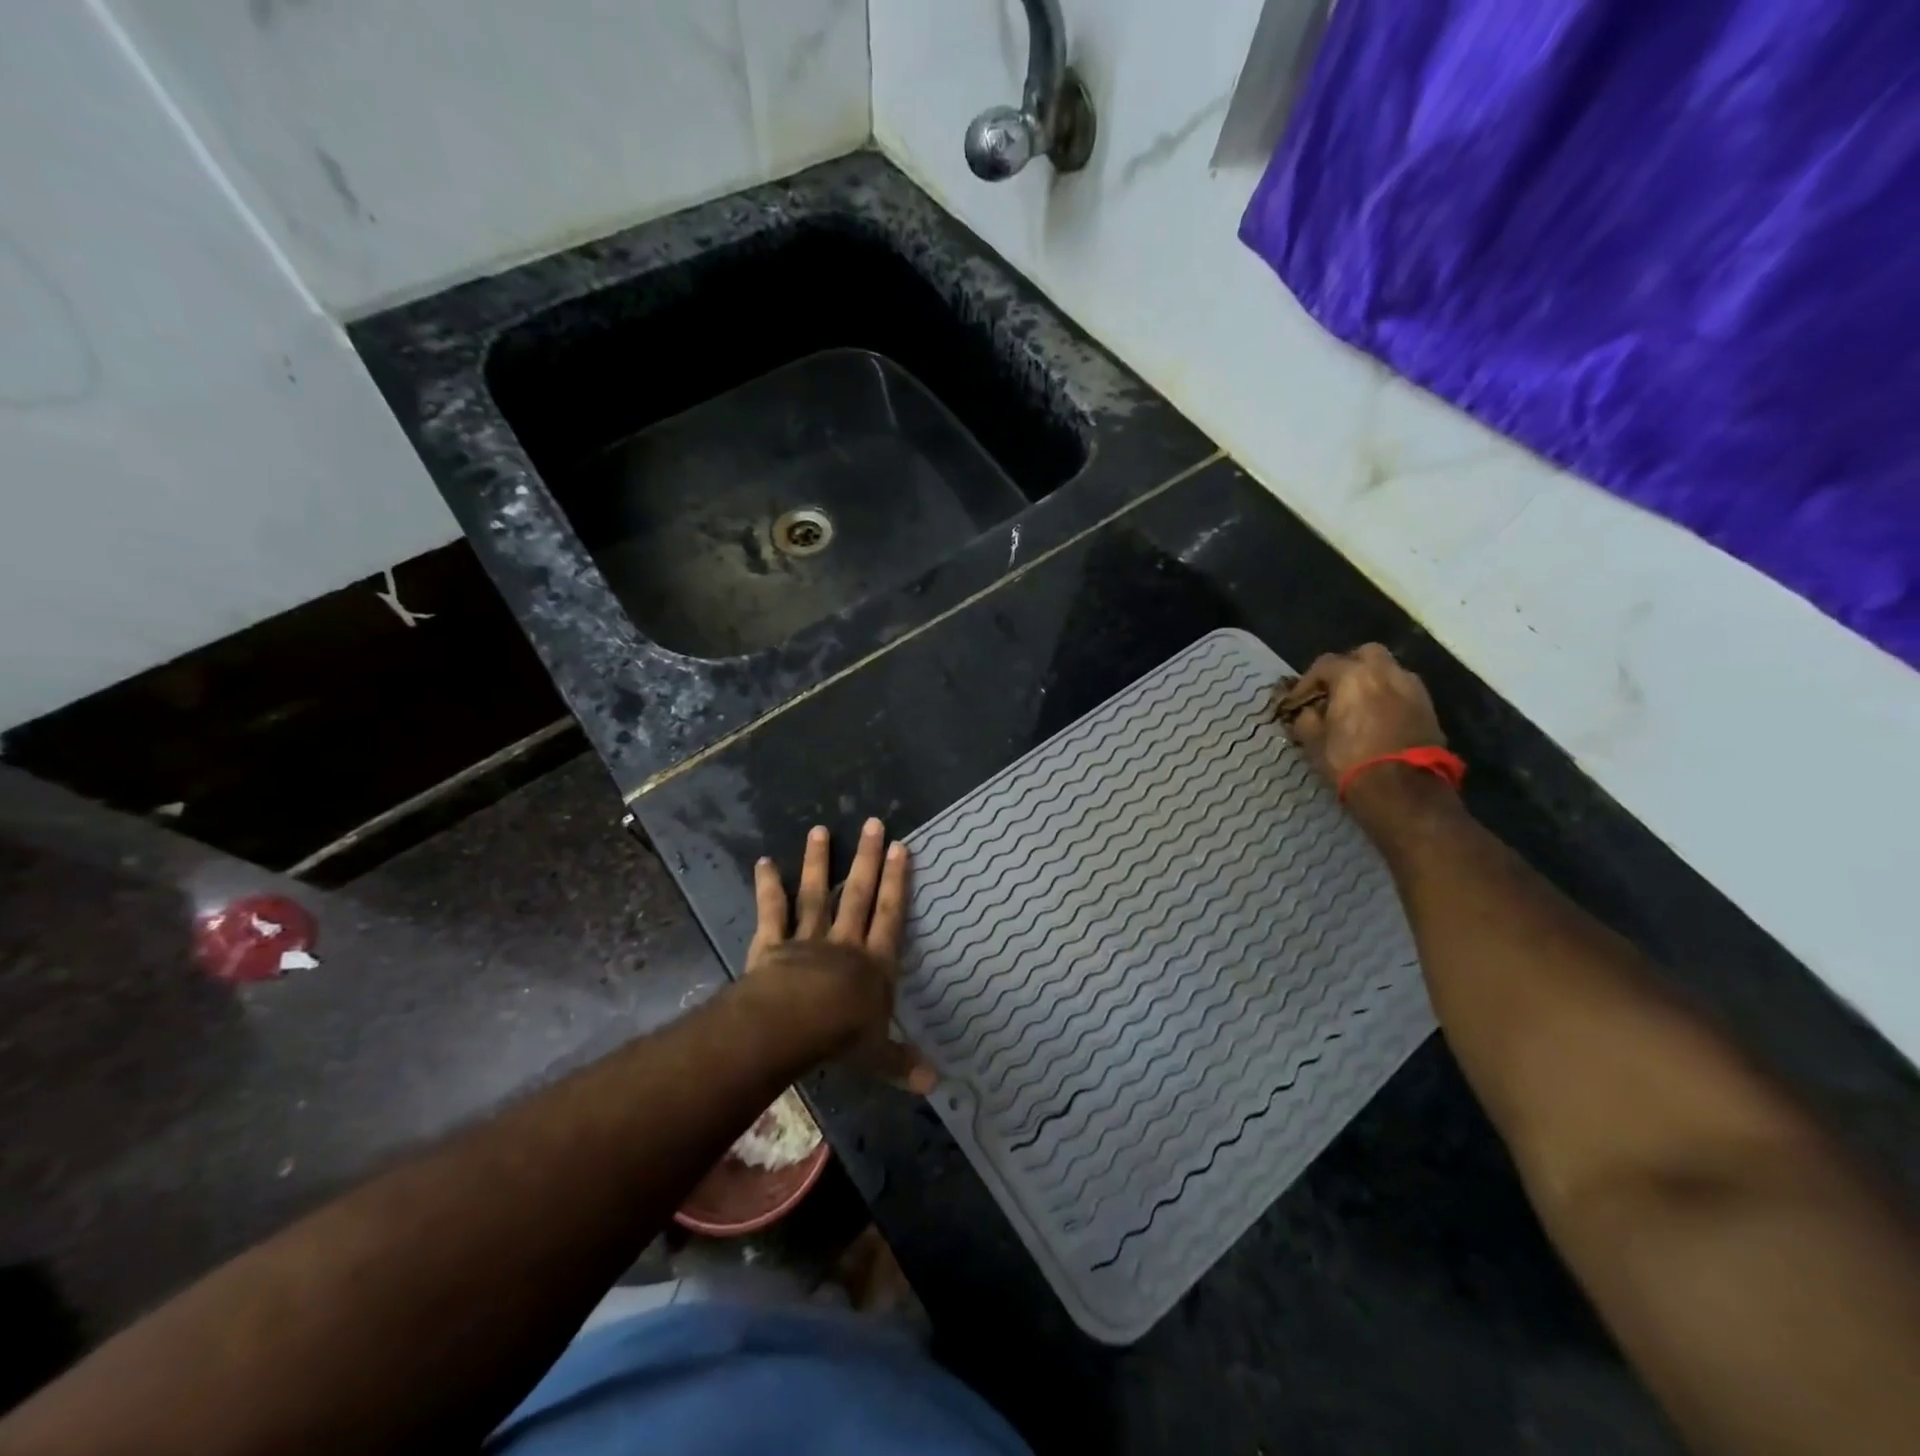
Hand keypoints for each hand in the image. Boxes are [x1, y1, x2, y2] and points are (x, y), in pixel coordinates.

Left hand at [746, 819, 935, 1094]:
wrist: (792, 1025)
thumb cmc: (840, 1038)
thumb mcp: (877, 1055)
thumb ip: (902, 1063)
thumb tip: (936, 1084)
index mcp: (873, 964)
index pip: (890, 915)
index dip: (897, 882)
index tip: (901, 848)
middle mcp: (844, 943)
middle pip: (857, 894)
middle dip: (867, 859)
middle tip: (873, 823)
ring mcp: (807, 939)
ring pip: (815, 894)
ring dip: (818, 862)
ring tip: (819, 830)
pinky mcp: (773, 944)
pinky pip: (771, 912)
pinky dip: (767, 887)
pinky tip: (762, 861)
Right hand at [1272, 643, 1444, 782]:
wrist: (1402, 789)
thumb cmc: (1350, 761)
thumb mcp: (1314, 742)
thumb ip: (1307, 719)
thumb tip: (1308, 712)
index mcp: (1353, 676)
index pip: (1324, 664)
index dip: (1307, 682)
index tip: (1297, 701)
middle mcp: (1385, 672)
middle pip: (1365, 654)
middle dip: (1349, 667)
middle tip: (1336, 691)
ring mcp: (1412, 688)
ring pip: (1390, 670)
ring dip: (1374, 681)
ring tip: (1361, 704)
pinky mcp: (1429, 708)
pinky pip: (1405, 691)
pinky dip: (1391, 697)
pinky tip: (1381, 717)